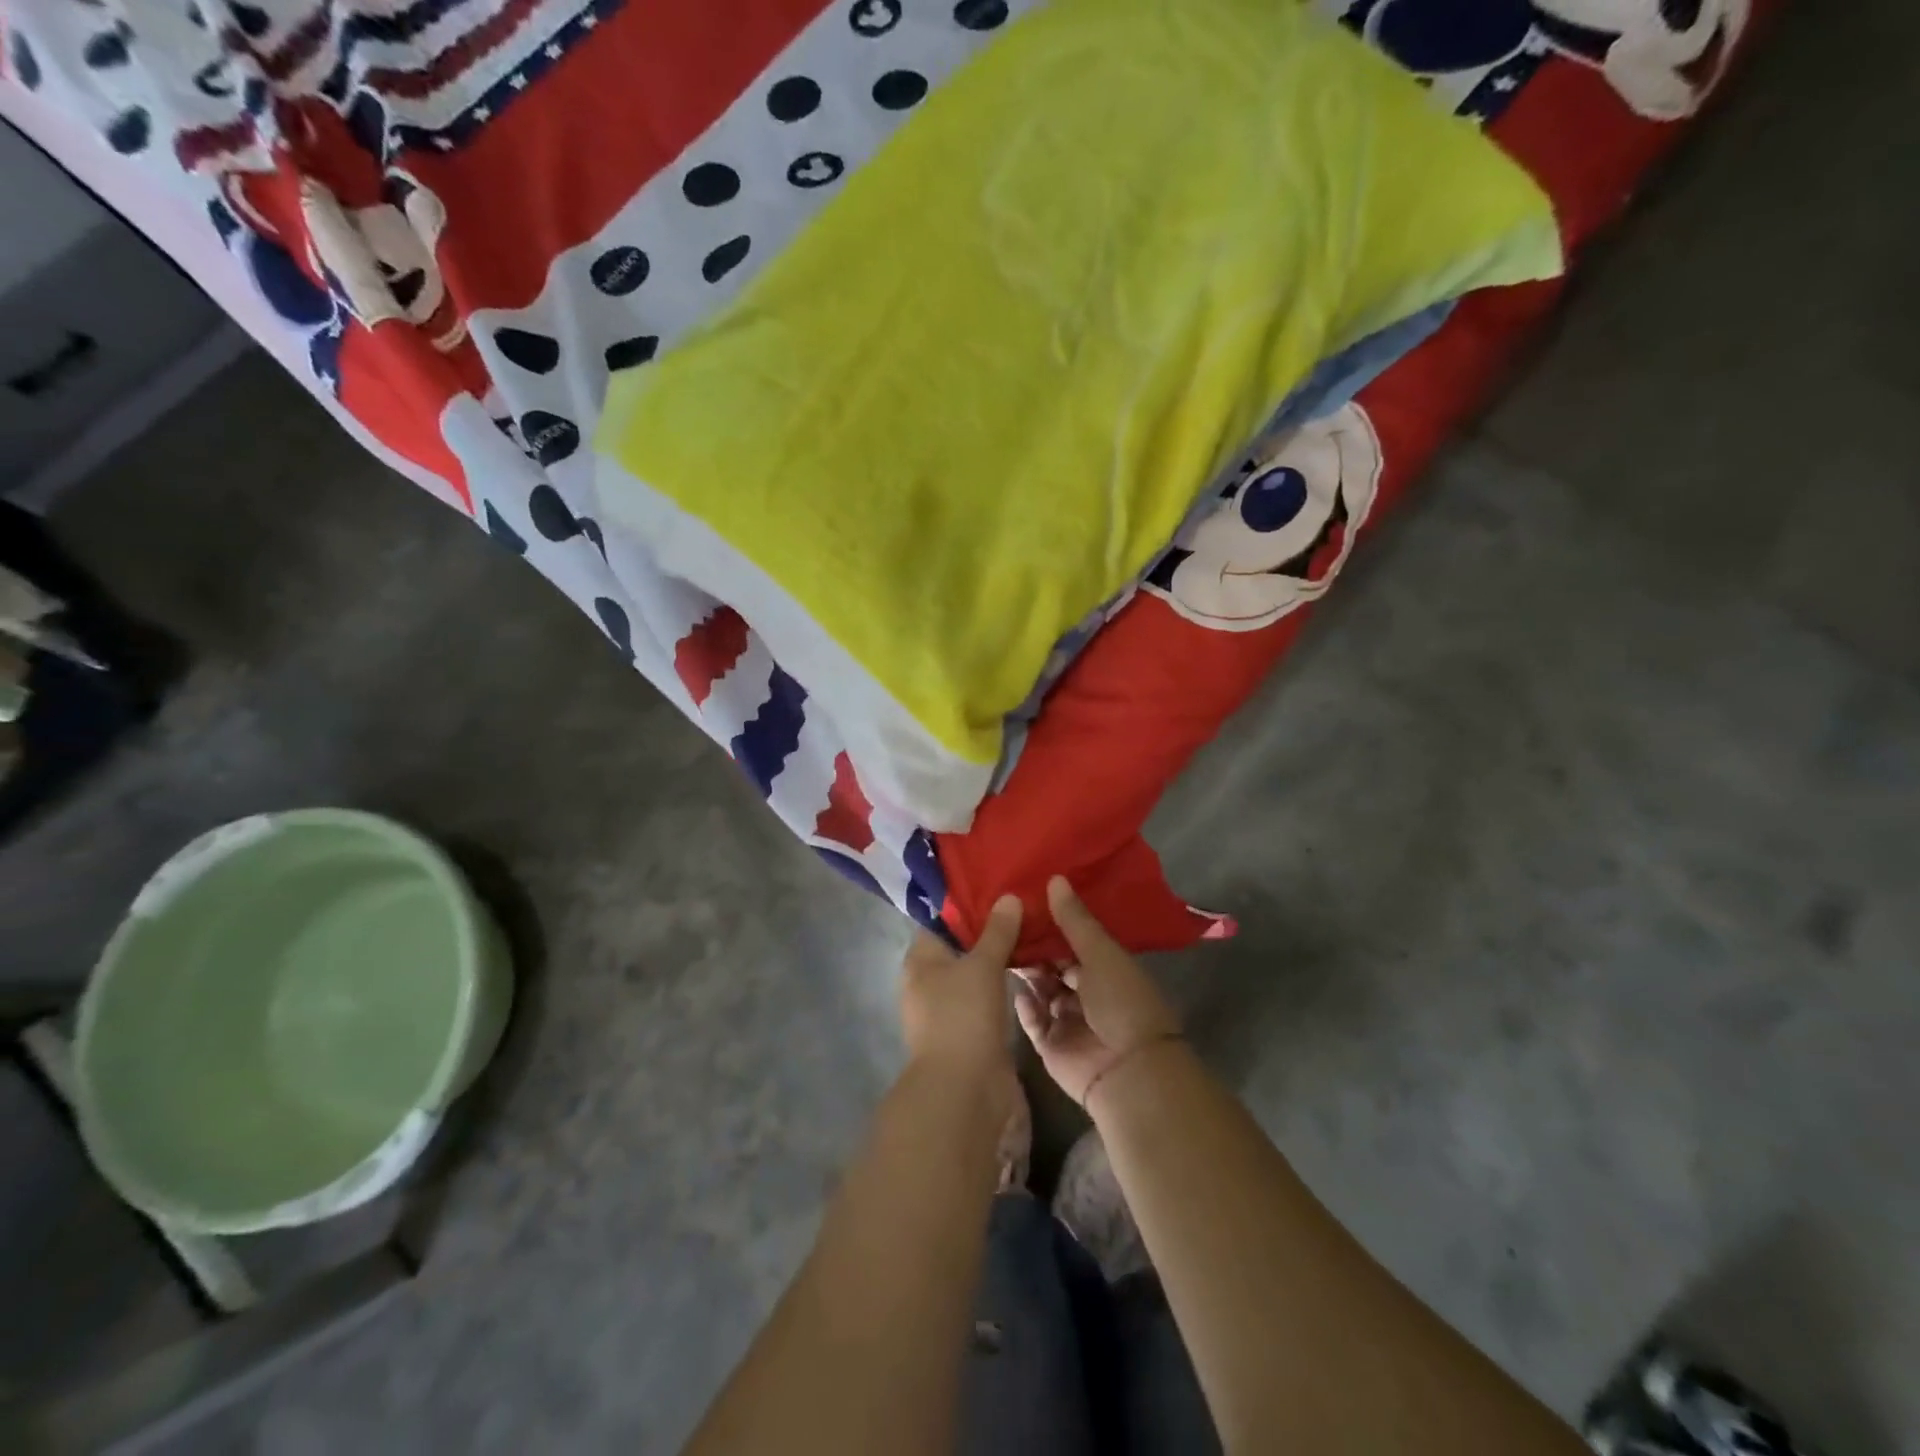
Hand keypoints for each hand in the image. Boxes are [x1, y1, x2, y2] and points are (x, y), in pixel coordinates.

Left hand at [900, 895, 1022, 1077]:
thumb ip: (996, 931)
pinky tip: (1030, 968)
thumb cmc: (963, 1017)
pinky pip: (988, 995)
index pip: (940, 920)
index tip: (998, 886)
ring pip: (976, 971)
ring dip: (999, 957)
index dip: (966, 903)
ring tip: (1033, 932)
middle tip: (1024, 906)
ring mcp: (949, 1008)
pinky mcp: (970, 1030)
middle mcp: (928, 981)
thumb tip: (1007, 896)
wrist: (964, 1090)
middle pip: (960, 945)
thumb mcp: (981, 965)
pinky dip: (1004, 982)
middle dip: (989, 929)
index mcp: (920, 959)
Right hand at [1015, 877, 1180, 1106]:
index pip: (1074, 941)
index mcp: (1106, 969)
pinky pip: (1032, 1021)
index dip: (1052, 924)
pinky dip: (1023, 1007)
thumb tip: (1055, 878)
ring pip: (1040, 991)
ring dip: (1026, 974)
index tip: (1025, 902)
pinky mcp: (1051, 1045)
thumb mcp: (1100, 953)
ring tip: (1001, 951)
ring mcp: (1068, 1020)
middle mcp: (1087, 993)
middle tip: (1004, 925)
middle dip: (1034, 948)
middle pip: (1054, 966)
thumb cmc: (1121, 1002)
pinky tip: (1012, 990)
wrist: (1128, 1071)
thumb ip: (1074, 920)